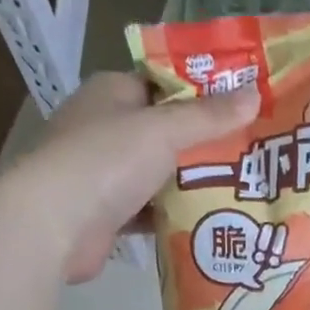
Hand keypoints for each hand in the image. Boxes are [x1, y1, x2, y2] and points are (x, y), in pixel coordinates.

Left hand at [5, 71, 258, 282]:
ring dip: (192, 184)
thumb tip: (255, 94)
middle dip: (205, 145)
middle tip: (252, 154)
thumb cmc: (106, 161)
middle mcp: (106, 129)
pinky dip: (175, 216)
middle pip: (165, 132)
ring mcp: (104, 174)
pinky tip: (209, 222)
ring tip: (242, 190)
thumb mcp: (164, 131)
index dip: (202, 94)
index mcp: (112, 94)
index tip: (243, 108)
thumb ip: (209, 117)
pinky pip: (151, 211)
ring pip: (159, 175)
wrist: (54, 225)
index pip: (163, 85)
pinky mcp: (108, 214)